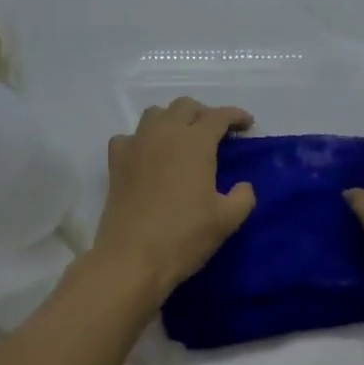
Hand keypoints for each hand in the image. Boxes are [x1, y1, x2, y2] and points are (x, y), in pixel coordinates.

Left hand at [90, 98, 256, 308]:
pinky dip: (142, 139)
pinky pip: (129, 137)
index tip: (247, 124)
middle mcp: (165, 133)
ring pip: (155, 114)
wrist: (132, 258)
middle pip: (185, 106)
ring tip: (182, 140)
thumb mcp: (227, 220)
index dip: (236, 116)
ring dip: (173, 119)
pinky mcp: (116, 162)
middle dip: (204, 114)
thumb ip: (243, 197)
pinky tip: (148, 156)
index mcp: (195, 142)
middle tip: (216, 134)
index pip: (218, 116)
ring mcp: (136, 145)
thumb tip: (243, 187)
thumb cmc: (184, 236)